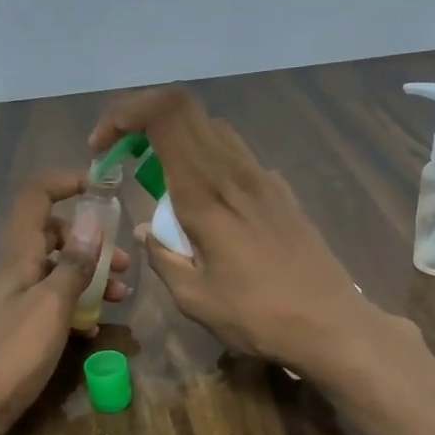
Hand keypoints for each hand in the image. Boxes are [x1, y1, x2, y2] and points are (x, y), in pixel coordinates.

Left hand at [0, 171, 129, 434]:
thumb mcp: (50, 308)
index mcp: (17, 256)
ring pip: (54, 273)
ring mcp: (12, 303)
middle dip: (90, 241)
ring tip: (119, 297)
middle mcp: (13, 272)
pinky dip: (74, 308)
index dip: (66, 183)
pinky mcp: (15, 331)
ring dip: (88, 277)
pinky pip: (50, 306)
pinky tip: (92, 328)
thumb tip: (92, 218)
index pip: (36, 197)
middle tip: (123, 264)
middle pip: (51, 236)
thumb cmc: (8, 357)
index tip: (103, 188)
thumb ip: (73, 264)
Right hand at [90, 88, 381, 376]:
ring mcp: (264, 177)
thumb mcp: (195, 299)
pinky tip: (208, 204)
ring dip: (177, 141)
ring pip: (212, 130)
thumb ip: (163, 258)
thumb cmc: (258, 316)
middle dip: (143, 122)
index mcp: (206, 192)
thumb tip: (147, 232)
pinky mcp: (282, 191)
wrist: (331, 324)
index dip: (125, 113)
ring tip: (160, 181)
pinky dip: (208, 161)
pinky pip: (237, 156)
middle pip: (185, 110)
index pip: (164, 114)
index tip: (102, 147)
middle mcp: (235, 171)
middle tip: (123, 158)